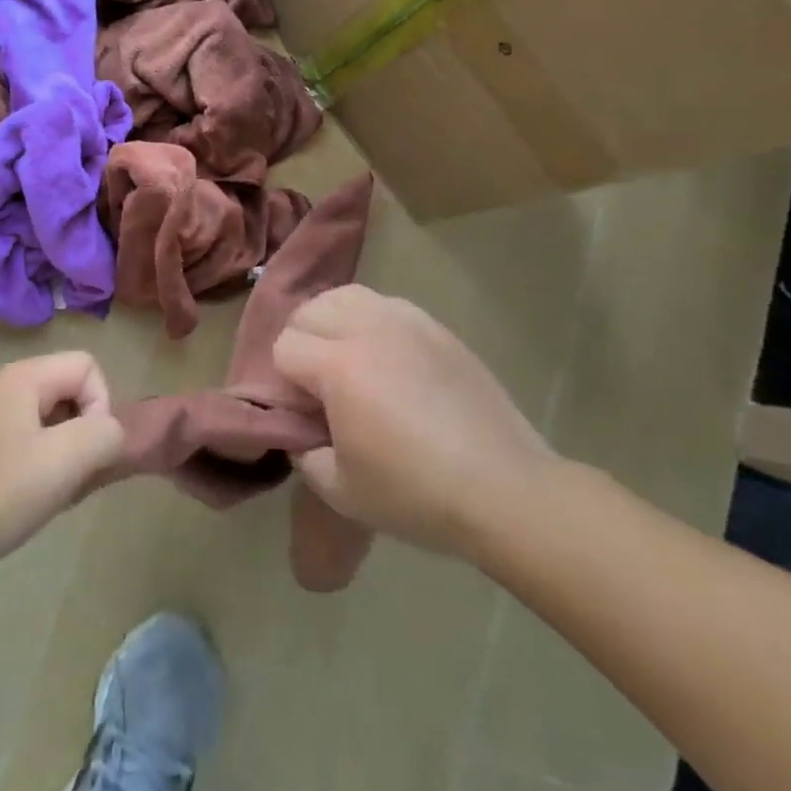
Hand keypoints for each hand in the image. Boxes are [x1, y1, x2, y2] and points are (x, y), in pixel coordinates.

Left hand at [0, 352, 124, 559]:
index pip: (88, 367)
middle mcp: (8, 384)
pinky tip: (34, 495)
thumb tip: (110, 432)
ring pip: (53, 418)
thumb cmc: (2, 488)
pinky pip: (32, 438)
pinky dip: (44, 462)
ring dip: (66, 452)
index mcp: (26, 376)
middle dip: (85, 430)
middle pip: (71, 389)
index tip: (86, 448)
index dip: (100, 405)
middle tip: (75, 473)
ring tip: (55, 489)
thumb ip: (105, 434)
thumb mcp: (66, 459)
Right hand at [274, 285, 558, 557]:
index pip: (285, 347)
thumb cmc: (416, 494)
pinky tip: (385, 357)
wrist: (506, 492)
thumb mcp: (339, 489)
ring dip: (333, 322)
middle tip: (319, 385)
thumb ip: (303, 452)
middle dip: (303, 343)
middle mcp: (369, 330)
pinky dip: (371, 320)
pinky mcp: (438, 329)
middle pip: (310, 311)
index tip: (303, 412)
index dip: (284, 381)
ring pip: (347, 296)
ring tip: (346, 358)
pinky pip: (386, 305)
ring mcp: (407, 323)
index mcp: (339, 366)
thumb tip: (301, 430)